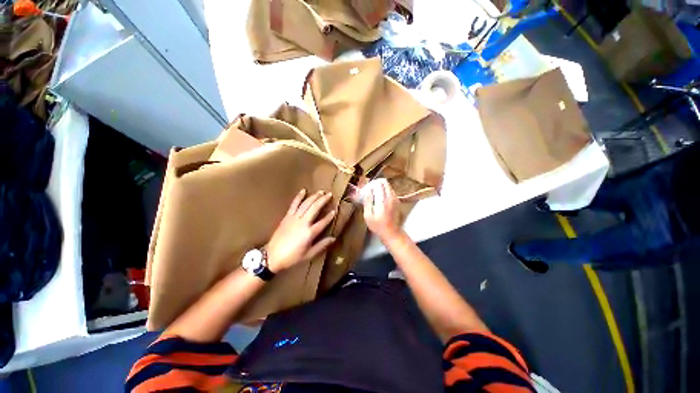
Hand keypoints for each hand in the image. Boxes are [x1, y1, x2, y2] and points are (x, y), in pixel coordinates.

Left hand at [266, 190, 335, 272]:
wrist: (272, 256)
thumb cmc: (292, 257)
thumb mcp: (309, 254)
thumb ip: (322, 245)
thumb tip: (333, 238)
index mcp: (309, 233)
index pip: (323, 222)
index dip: (329, 216)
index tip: (335, 210)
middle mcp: (303, 223)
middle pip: (315, 208)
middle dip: (323, 200)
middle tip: (330, 194)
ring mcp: (294, 218)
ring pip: (306, 204)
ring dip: (314, 197)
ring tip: (321, 191)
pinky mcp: (287, 217)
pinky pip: (294, 204)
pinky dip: (299, 197)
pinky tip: (303, 191)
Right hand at [363, 179, 401, 240]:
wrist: (392, 233)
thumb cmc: (378, 226)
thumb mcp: (368, 216)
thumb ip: (367, 202)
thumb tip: (367, 191)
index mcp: (383, 201)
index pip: (378, 184)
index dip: (370, 184)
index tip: (365, 190)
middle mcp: (391, 197)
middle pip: (384, 182)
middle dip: (375, 183)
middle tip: (369, 190)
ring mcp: (395, 198)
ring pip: (387, 185)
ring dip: (380, 187)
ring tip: (373, 195)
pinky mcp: (397, 201)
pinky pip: (390, 190)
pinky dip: (384, 191)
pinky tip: (379, 199)